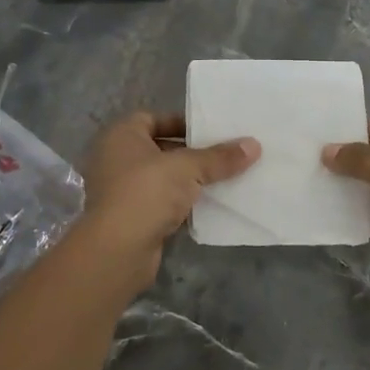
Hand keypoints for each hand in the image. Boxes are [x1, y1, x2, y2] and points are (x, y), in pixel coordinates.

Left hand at [74, 113, 259, 292]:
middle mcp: (115, 158)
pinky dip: (181, 203)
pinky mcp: (130, 218)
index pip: (153, 118)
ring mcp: (121, 190)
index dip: (182, 122)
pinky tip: (209, 206)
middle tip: (225, 154)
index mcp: (121, 136)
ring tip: (223, 178)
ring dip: (188, 180)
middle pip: (160, 148)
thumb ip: (219, 157)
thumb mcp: (188, 168)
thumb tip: (254, 145)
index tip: (212, 131)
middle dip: (191, 153)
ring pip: (162, 178)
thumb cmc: (146, 192)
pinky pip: (161, 203)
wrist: (117, 250)